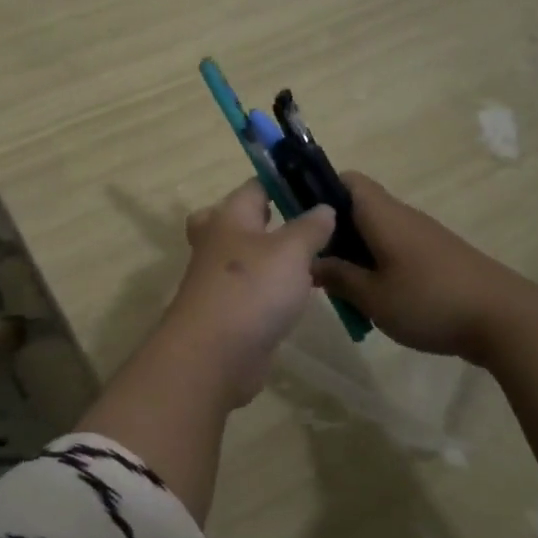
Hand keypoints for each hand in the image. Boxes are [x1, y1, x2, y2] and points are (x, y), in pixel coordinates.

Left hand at [155, 180, 336, 407]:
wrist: (213, 355)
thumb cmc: (252, 289)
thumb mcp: (291, 251)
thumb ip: (310, 227)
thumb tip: (324, 207)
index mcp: (229, 216)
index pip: (255, 186)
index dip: (284, 182)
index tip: (318, 188)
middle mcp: (218, 241)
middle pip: (239, 219)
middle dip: (267, 218)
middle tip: (306, 222)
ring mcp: (218, 277)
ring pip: (245, 255)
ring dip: (272, 255)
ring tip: (314, 257)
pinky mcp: (225, 309)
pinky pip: (250, 287)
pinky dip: (270, 286)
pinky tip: (297, 293)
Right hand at [312, 172, 537, 364]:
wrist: (506, 320)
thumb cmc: (430, 301)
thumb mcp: (372, 296)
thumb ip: (337, 276)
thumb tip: (311, 261)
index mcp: (381, 214)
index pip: (345, 180)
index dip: (319, 191)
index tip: (301, 221)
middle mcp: (402, 216)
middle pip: (358, 207)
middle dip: (333, 231)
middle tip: (316, 263)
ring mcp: (423, 236)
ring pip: (377, 231)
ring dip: (356, 253)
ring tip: (342, 288)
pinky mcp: (439, 257)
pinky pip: (396, 249)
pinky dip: (379, 265)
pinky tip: (377, 300)